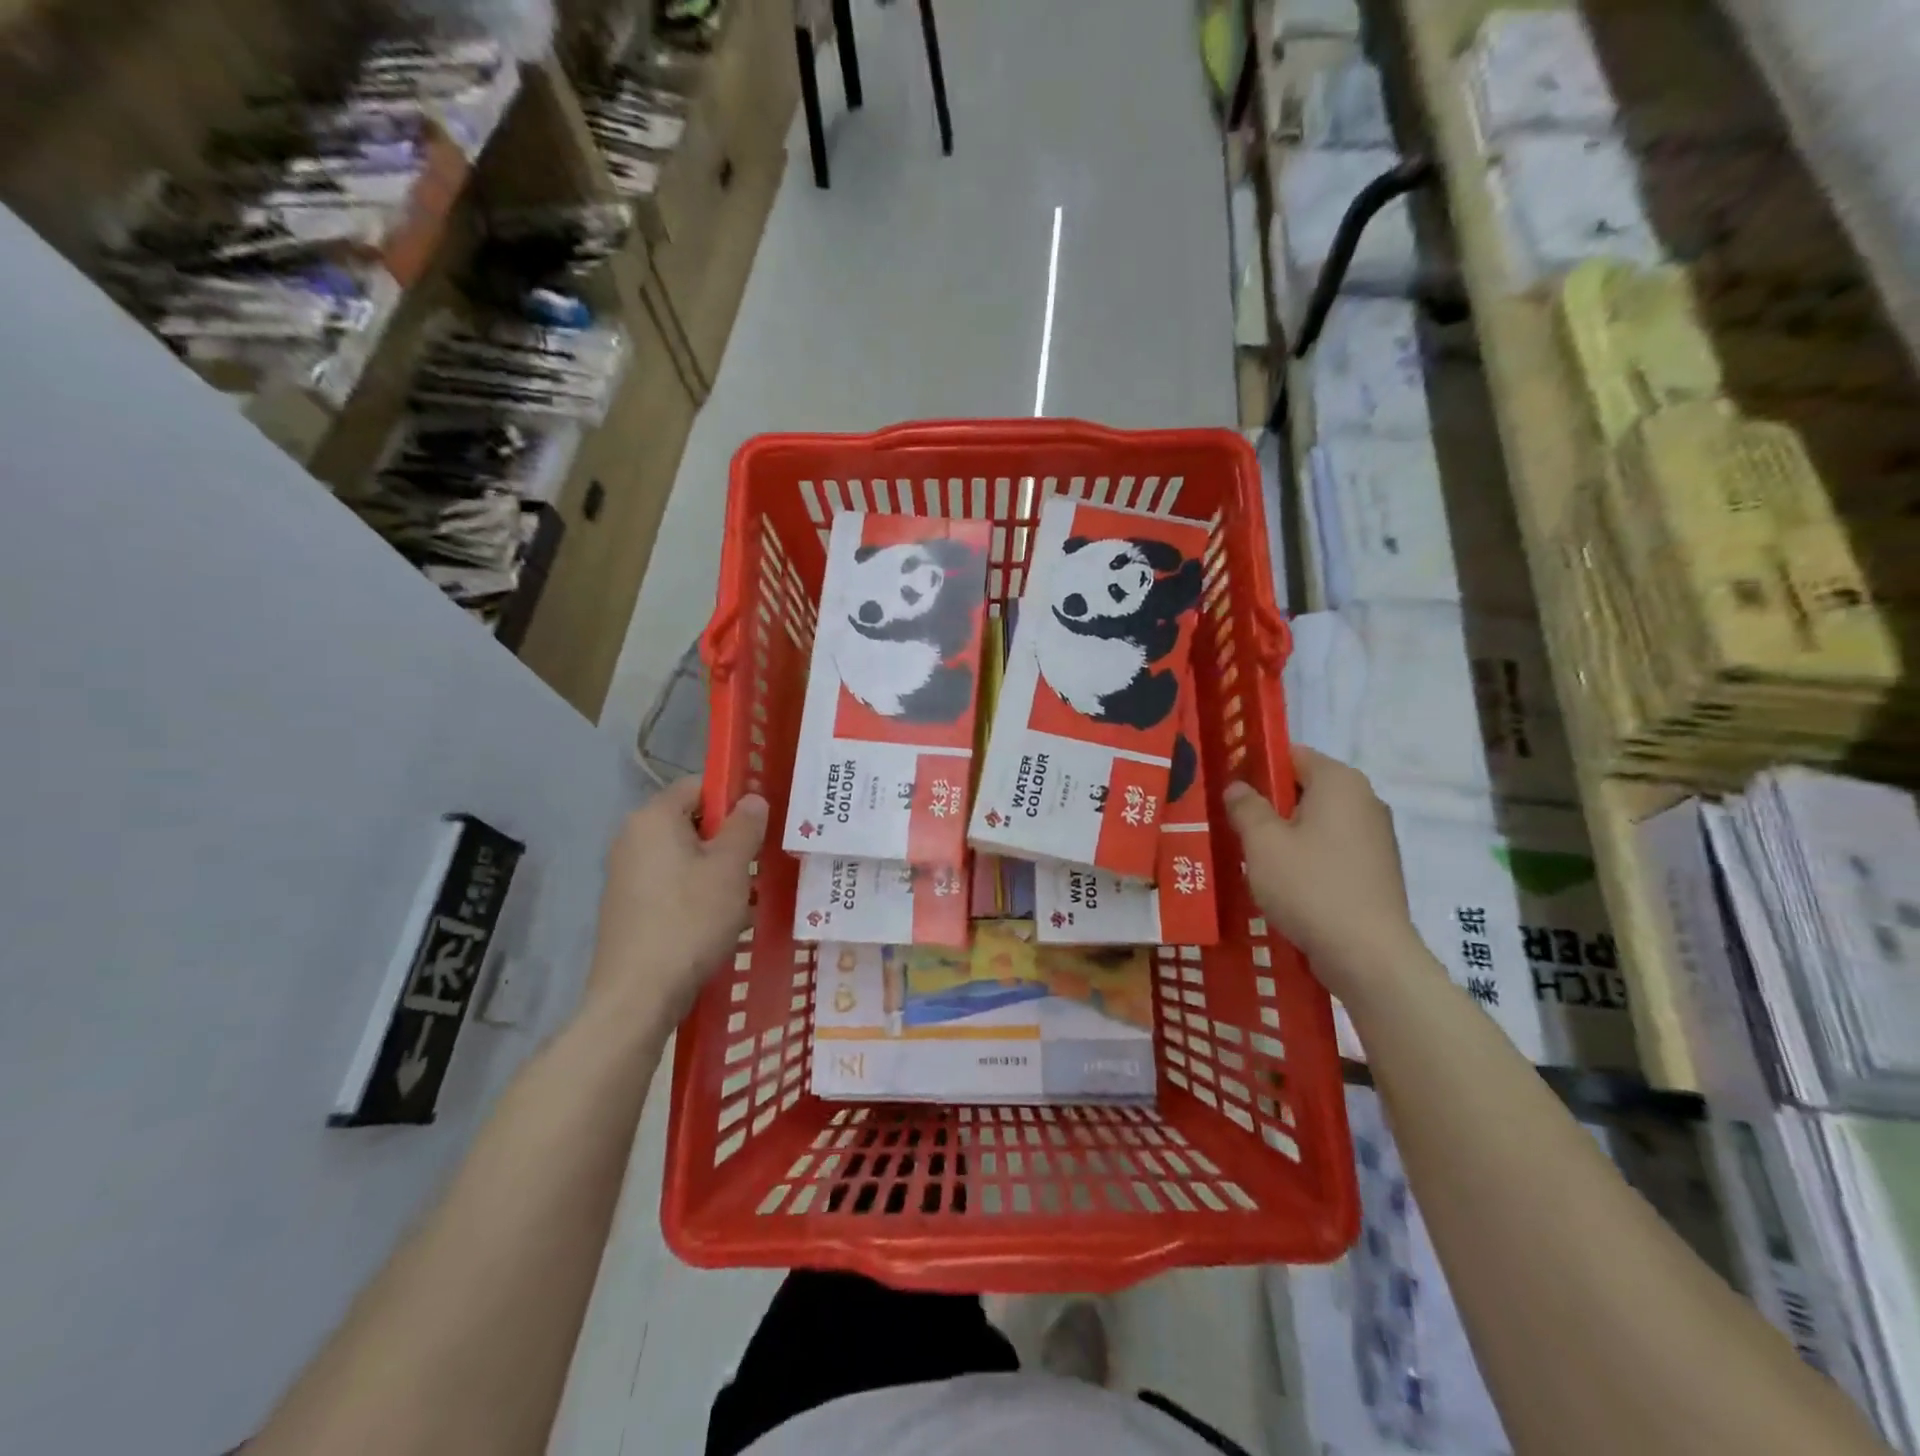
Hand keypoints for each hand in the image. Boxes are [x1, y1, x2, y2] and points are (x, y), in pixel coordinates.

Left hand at [583, 778, 768, 1030]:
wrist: (637, 995)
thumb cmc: (690, 920)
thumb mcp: (730, 869)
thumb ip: (745, 826)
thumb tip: (753, 798)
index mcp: (653, 818)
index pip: (699, 786)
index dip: (733, 799)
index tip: (760, 826)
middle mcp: (631, 837)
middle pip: (690, 821)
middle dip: (727, 839)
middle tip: (756, 864)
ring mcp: (624, 873)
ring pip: (683, 856)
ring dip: (715, 869)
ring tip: (744, 897)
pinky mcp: (626, 906)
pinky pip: (669, 883)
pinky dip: (695, 892)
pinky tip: (717, 921)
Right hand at [1223, 749, 1422, 1000]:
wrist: (1368, 955)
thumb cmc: (1309, 886)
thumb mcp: (1262, 842)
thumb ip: (1245, 806)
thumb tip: (1238, 787)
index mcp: (1339, 782)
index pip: (1291, 755)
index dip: (1256, 767)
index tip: (1229, 791)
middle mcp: (1364, 800)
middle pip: (1305, 788)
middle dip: (1268, 805)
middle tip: (1233, 827)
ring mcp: (1376, 837)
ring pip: (1317, 822)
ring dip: (1285, 834)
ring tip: (1253, 859)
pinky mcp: (1376, 870)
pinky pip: (1332, 849)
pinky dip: (1307, 858)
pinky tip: (1285, 884)